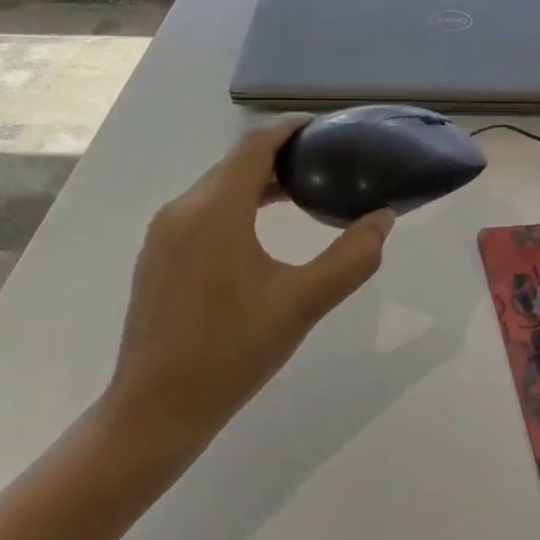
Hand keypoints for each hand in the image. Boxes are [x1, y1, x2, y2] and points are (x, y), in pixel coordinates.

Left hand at [103, 118, 393, 454]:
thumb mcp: (303, 304)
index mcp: (215, 210)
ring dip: (256, 182)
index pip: (254, 145)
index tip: (325, 129)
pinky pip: (201, 211)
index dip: (289, 129)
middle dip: (278, 156)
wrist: (155, 409)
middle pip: (234, 163)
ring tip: (300, 194)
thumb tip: (383, 219)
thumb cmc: (232, 352)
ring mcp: (162, 234)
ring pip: (216, 187)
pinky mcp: (157, 256)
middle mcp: (182, 209)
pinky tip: (258, 232)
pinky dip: (235, 204)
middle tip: (324, 165)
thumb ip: (351, 258)